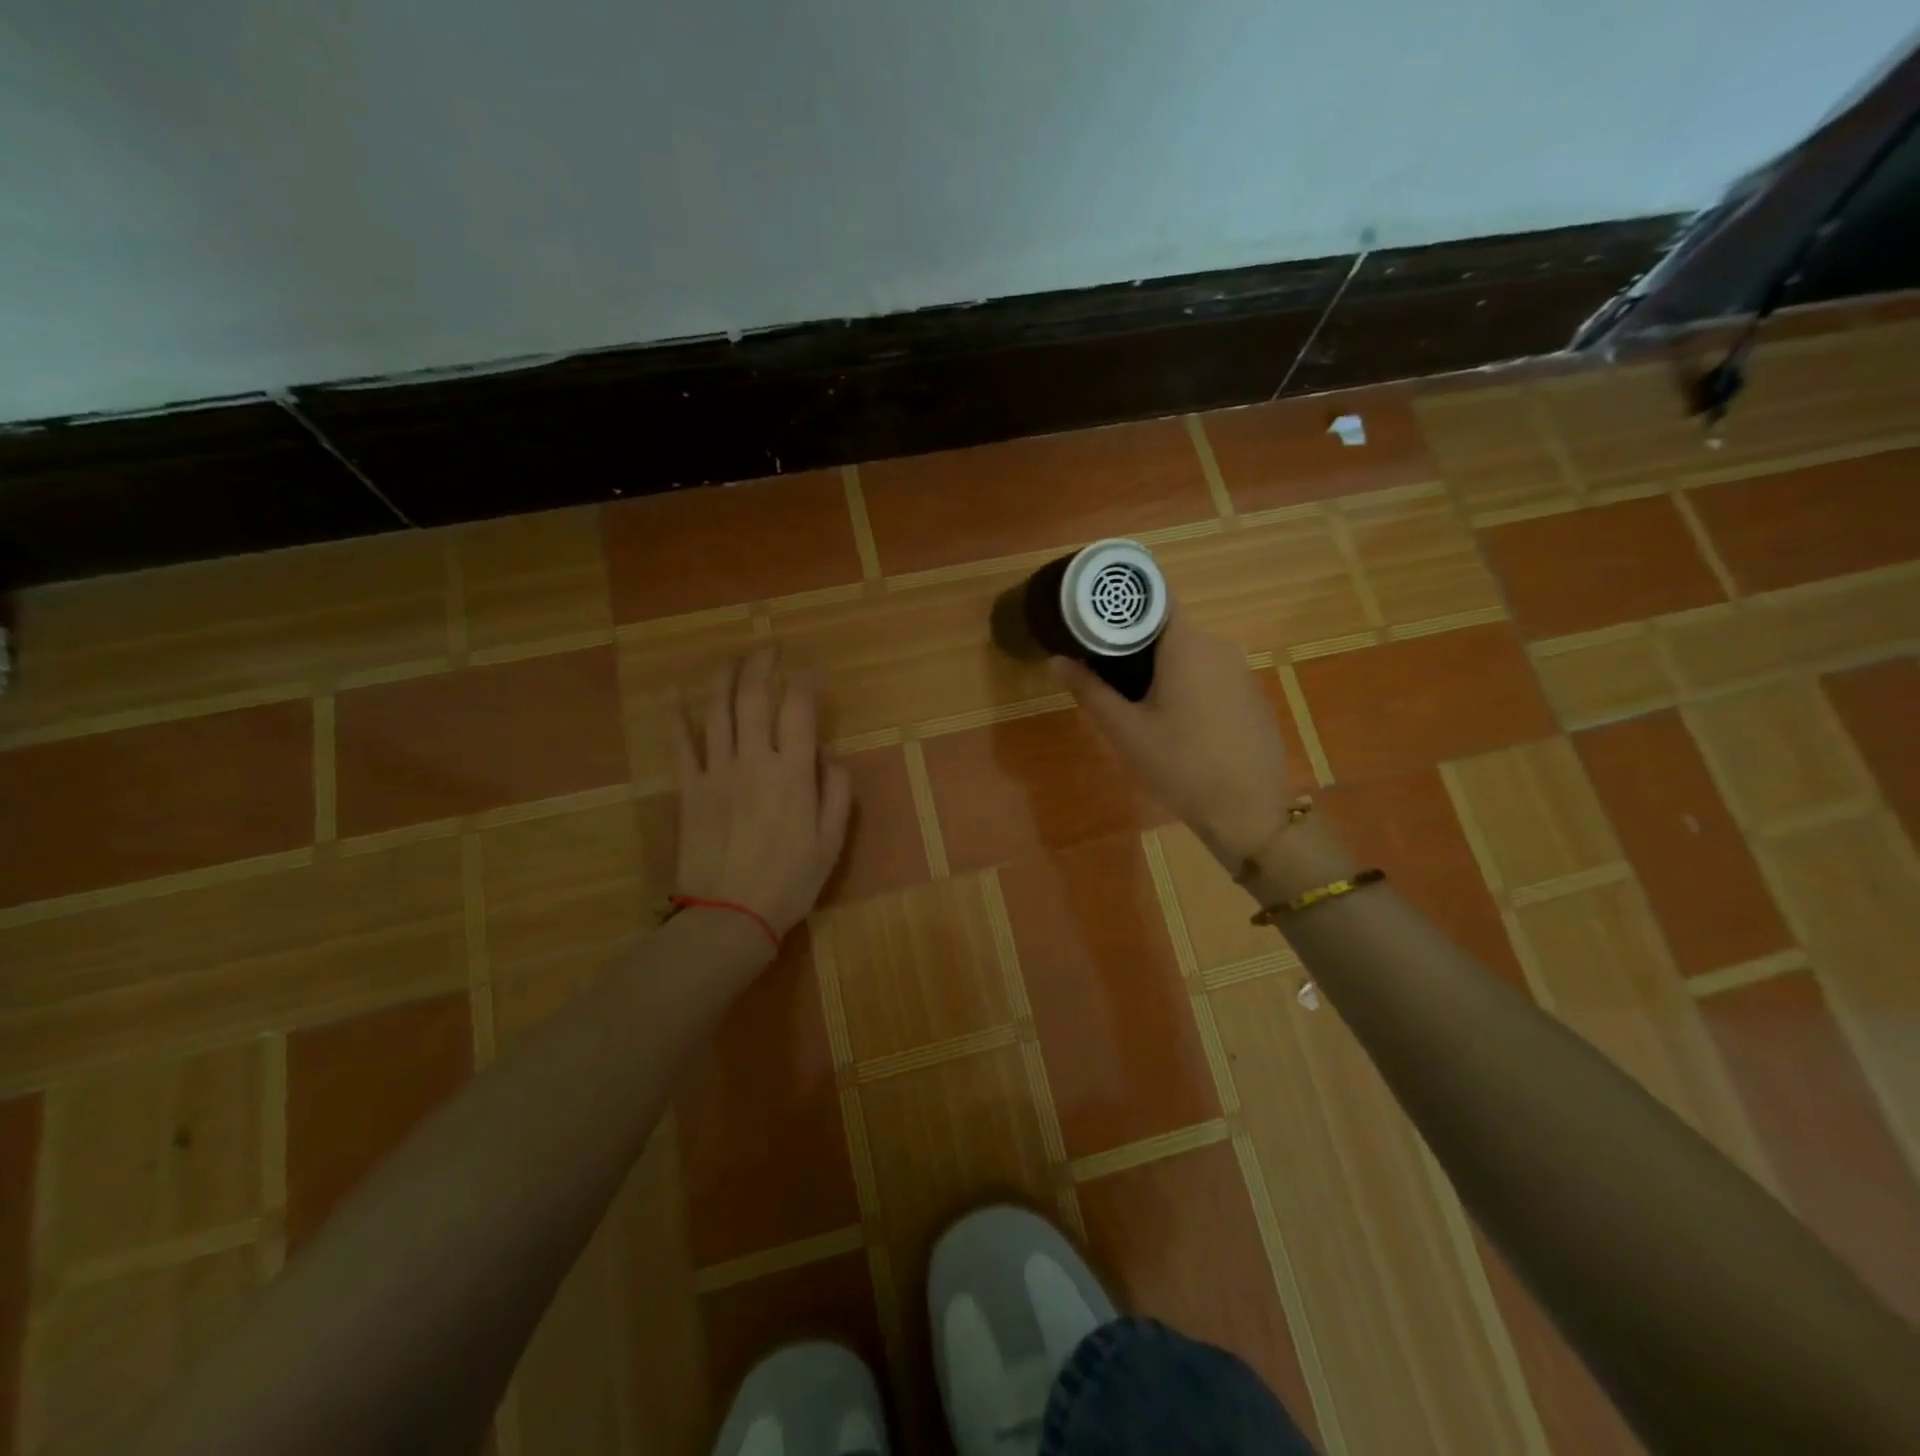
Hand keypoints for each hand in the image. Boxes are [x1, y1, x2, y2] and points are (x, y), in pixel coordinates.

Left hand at [674, 644, 851, 938]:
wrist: (729, 916)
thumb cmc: (789, 882)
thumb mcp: (831, 842)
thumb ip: (837, 793)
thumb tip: (830, 757)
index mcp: (793, 773)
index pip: (799, 709)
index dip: (806, 680)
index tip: (813, 666)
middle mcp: (753, 761)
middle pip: (753, 696)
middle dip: (762, 663)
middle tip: (769, 647)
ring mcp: (716, 772)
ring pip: (716, 710)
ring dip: (723, 677)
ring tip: (731, 658)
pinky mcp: (688, 789)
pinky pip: (681, 744)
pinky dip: (679, 717)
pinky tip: (680, 698)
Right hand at [1054, 604, 1293, 866]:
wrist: (1250, 811)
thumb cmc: (1181, 765)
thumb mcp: (1126, 731)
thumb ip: (1090, 690)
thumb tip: (1057, 659)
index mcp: (1186, 645)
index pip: (1154, 597)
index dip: (1122, 602)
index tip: (1093, 616)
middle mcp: (1218, 645)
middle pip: (1168, 628)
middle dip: (1133, 642)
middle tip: (1100, 667)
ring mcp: (1240, 670)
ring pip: (1189, 653)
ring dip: (1159, 666)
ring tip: (1131, 697)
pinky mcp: (1250, 695)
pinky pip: (1210, 674)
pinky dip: (1186, 683)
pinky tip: (1174, 719)